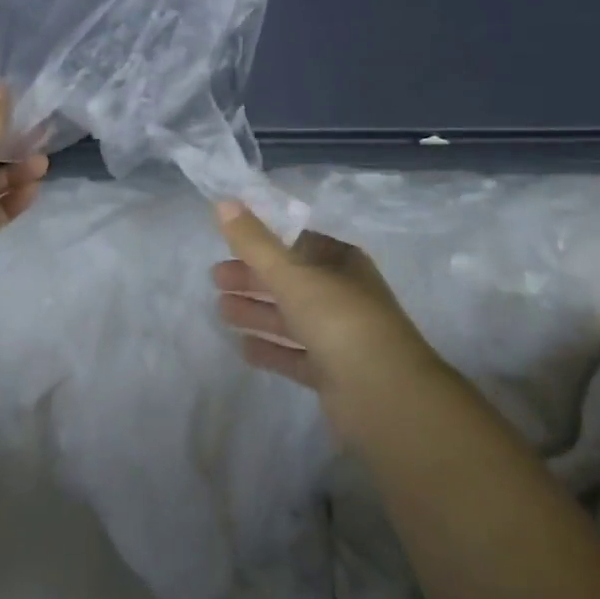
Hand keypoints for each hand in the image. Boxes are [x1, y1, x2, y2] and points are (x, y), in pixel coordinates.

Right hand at [210, 200, 448, 442]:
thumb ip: (255, 241)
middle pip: (291, 280)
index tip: (228, 244)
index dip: (263, 241)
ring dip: (257, 311)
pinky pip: (295, 354)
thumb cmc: (339, 319)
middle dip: (254, 277)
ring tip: (220, 309)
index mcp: (342, 262)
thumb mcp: (292, 273)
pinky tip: (243, 348)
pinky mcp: (334, 374)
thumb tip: (223, 202)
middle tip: (214, 278)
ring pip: (291, 317)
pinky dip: (271, 349)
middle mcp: (343, 294)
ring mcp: (340, 336)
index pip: (297, 243)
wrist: (385, 396)